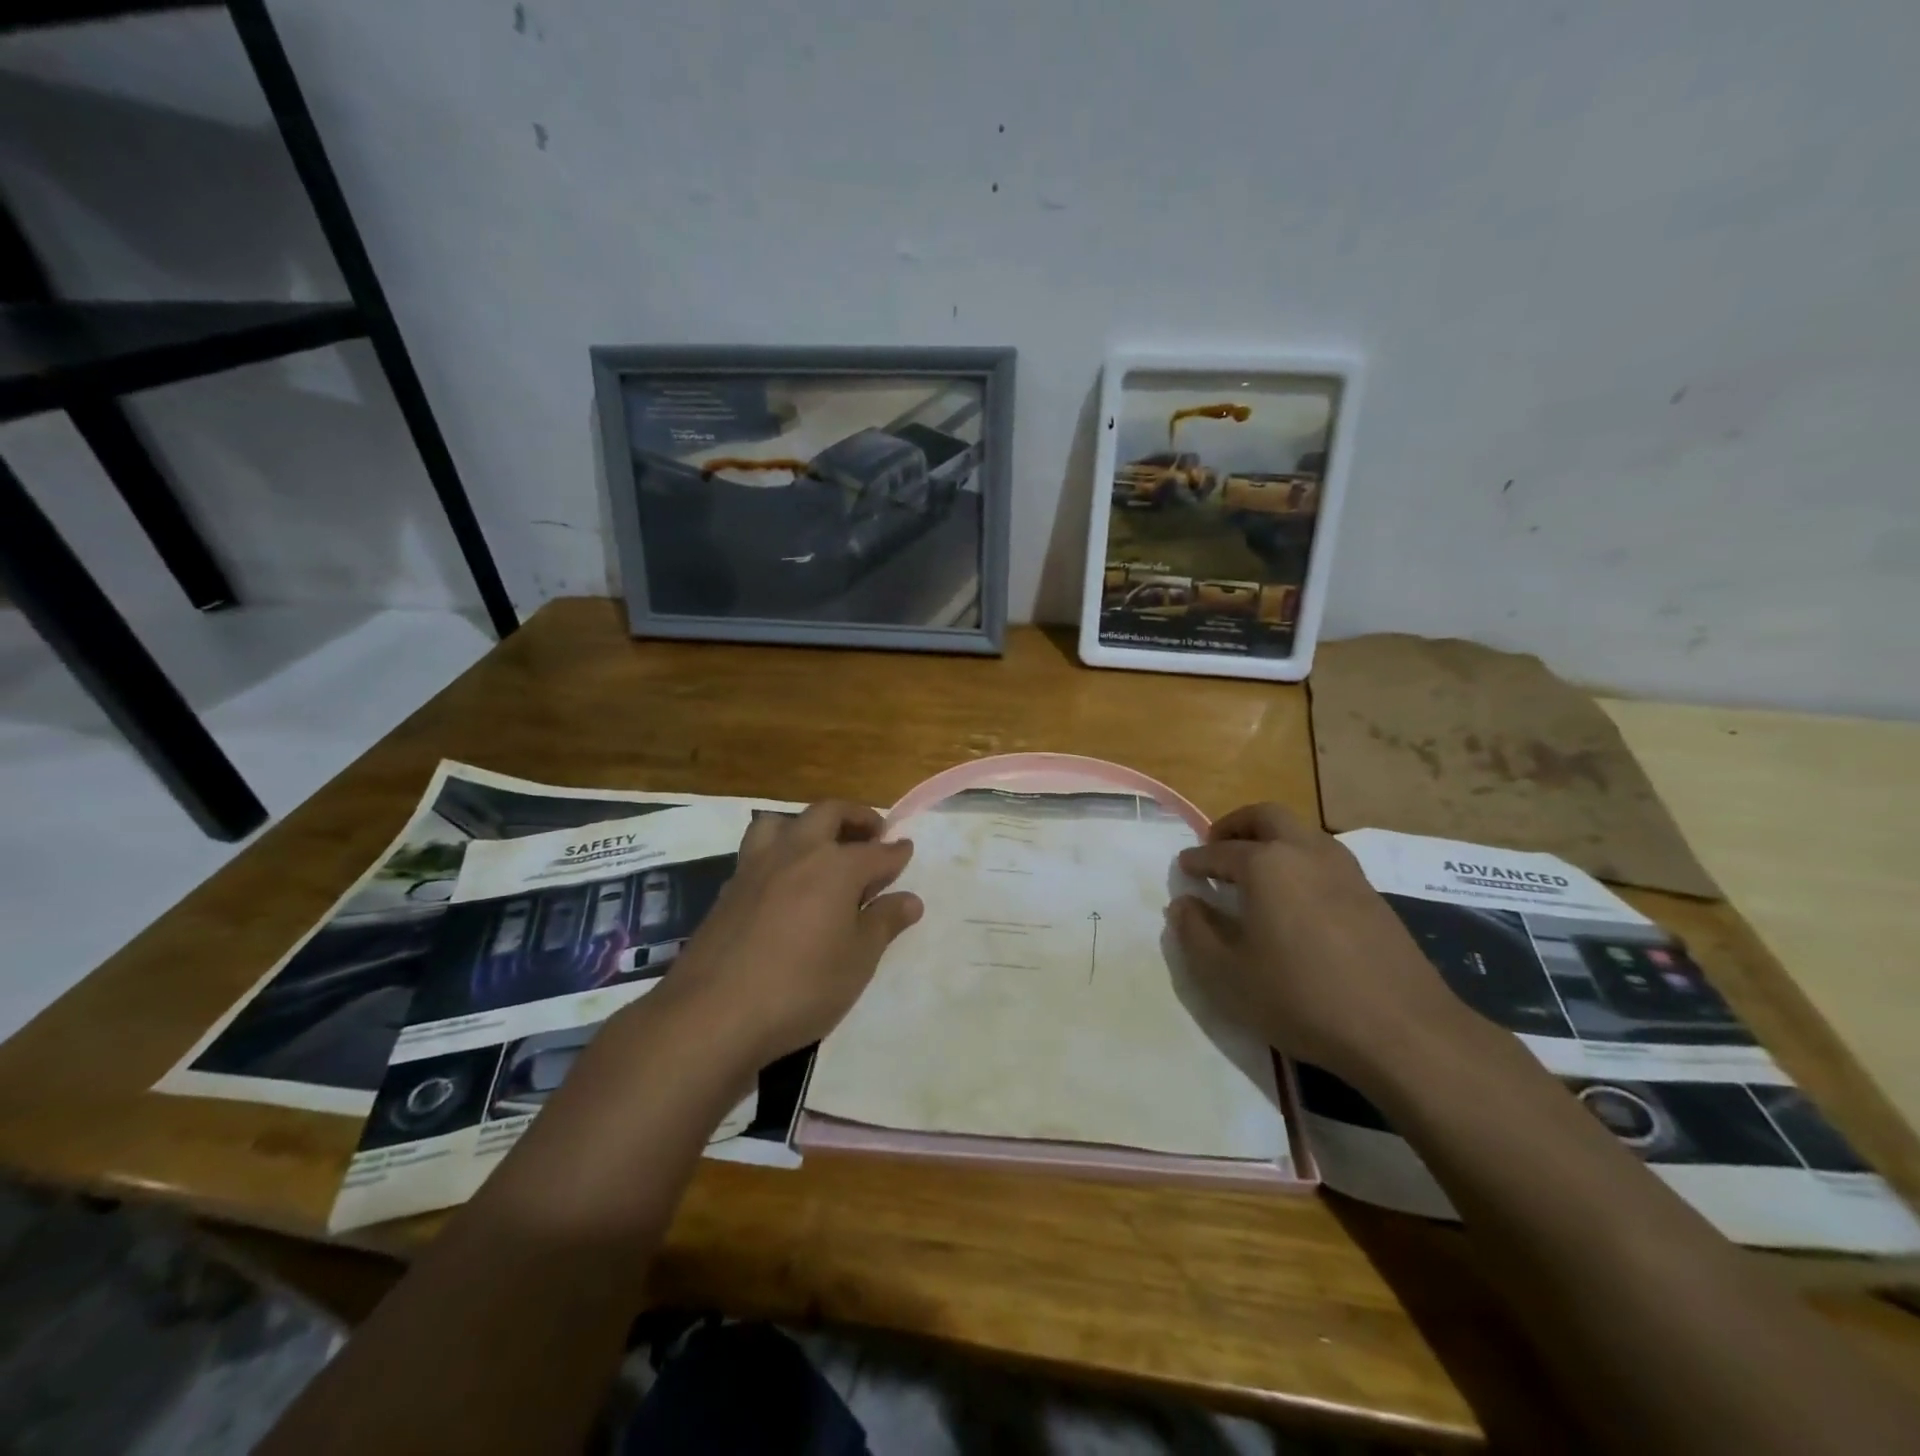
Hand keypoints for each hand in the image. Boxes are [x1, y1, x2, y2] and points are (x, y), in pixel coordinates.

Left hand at [670, 800, 922, 1063]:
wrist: (713, 1013)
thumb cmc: (802, 987)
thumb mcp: (857, 961)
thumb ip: (884, 923)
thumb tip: (910, 899)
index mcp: (836, 866)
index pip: (877, 852)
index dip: (896, 852)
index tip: (906, 850)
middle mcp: (797, 852)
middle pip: (829, 814)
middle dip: (855, 817)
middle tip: (871, 833)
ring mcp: (757, 866)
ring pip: (782, 822)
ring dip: (806, 825)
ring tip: (819, 848)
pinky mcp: (729, 888)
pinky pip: (756, 851)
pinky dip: (777, 853)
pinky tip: (782, 883)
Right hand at [1169, 804, 1469, 1090]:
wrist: (1403, 1031)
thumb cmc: (1301, 997)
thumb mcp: (1227, 974)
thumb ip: (1195, 932)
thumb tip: (1184, 904)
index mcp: (1266, 864)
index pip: (1220, 851)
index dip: (1197, 859)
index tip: (1183, 868)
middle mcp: (1306, 853)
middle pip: (1267, 816)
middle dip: (1237, 825)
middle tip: (1218, 848)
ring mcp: (1346, 871)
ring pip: (1302, 833)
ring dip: (1273, 839)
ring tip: (1255, 871)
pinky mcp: (1372, 896)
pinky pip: (1326, 860)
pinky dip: (1300, 862)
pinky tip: (1296, 899)